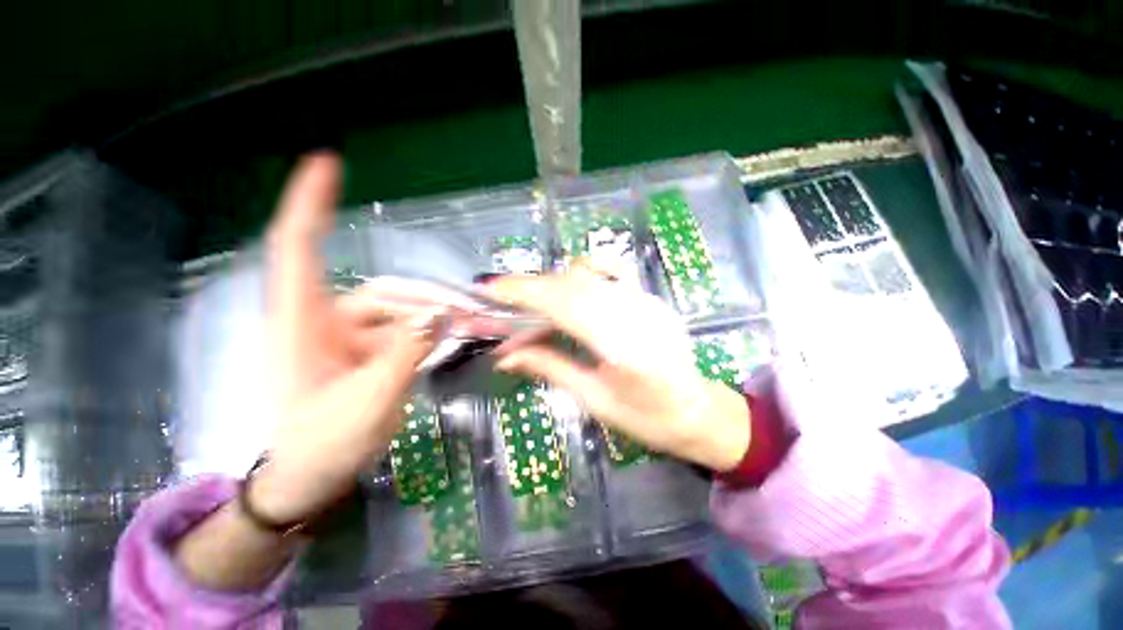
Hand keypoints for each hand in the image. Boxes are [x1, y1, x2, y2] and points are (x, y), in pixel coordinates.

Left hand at [248, 153, 440, 523]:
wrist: (310, 478)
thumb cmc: (322, 446)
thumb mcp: (368, 402)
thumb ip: (404, 355)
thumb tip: (439, 315)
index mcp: (302, 323)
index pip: (299, 247)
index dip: (312, 202)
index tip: (327, 160)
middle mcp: (324, 320)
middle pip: (382, 292)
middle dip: (425, 303)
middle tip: (468, 317)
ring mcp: (347, 337)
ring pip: (400, 313)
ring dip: (432, 323)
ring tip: (464, 337)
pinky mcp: (365, 350)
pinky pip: (404, 331)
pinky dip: (428, 335)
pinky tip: (446, 346)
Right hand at [489, 265, 750, 471]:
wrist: (699, 410)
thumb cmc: (648, 418)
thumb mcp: (594, 400)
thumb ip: (550, 368)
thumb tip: (504, 356)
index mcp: (626, 349)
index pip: (566, 305)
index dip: (525, 292)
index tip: (491, 288)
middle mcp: (639, 313)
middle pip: (574, 282)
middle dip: (531, 286)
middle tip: (502, 301)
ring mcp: (648, 300)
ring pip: (589, 272)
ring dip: (552, 283)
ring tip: (532, 305)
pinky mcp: (650, 296)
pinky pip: (607, 272)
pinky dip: (577, 277)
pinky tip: (567, 297)